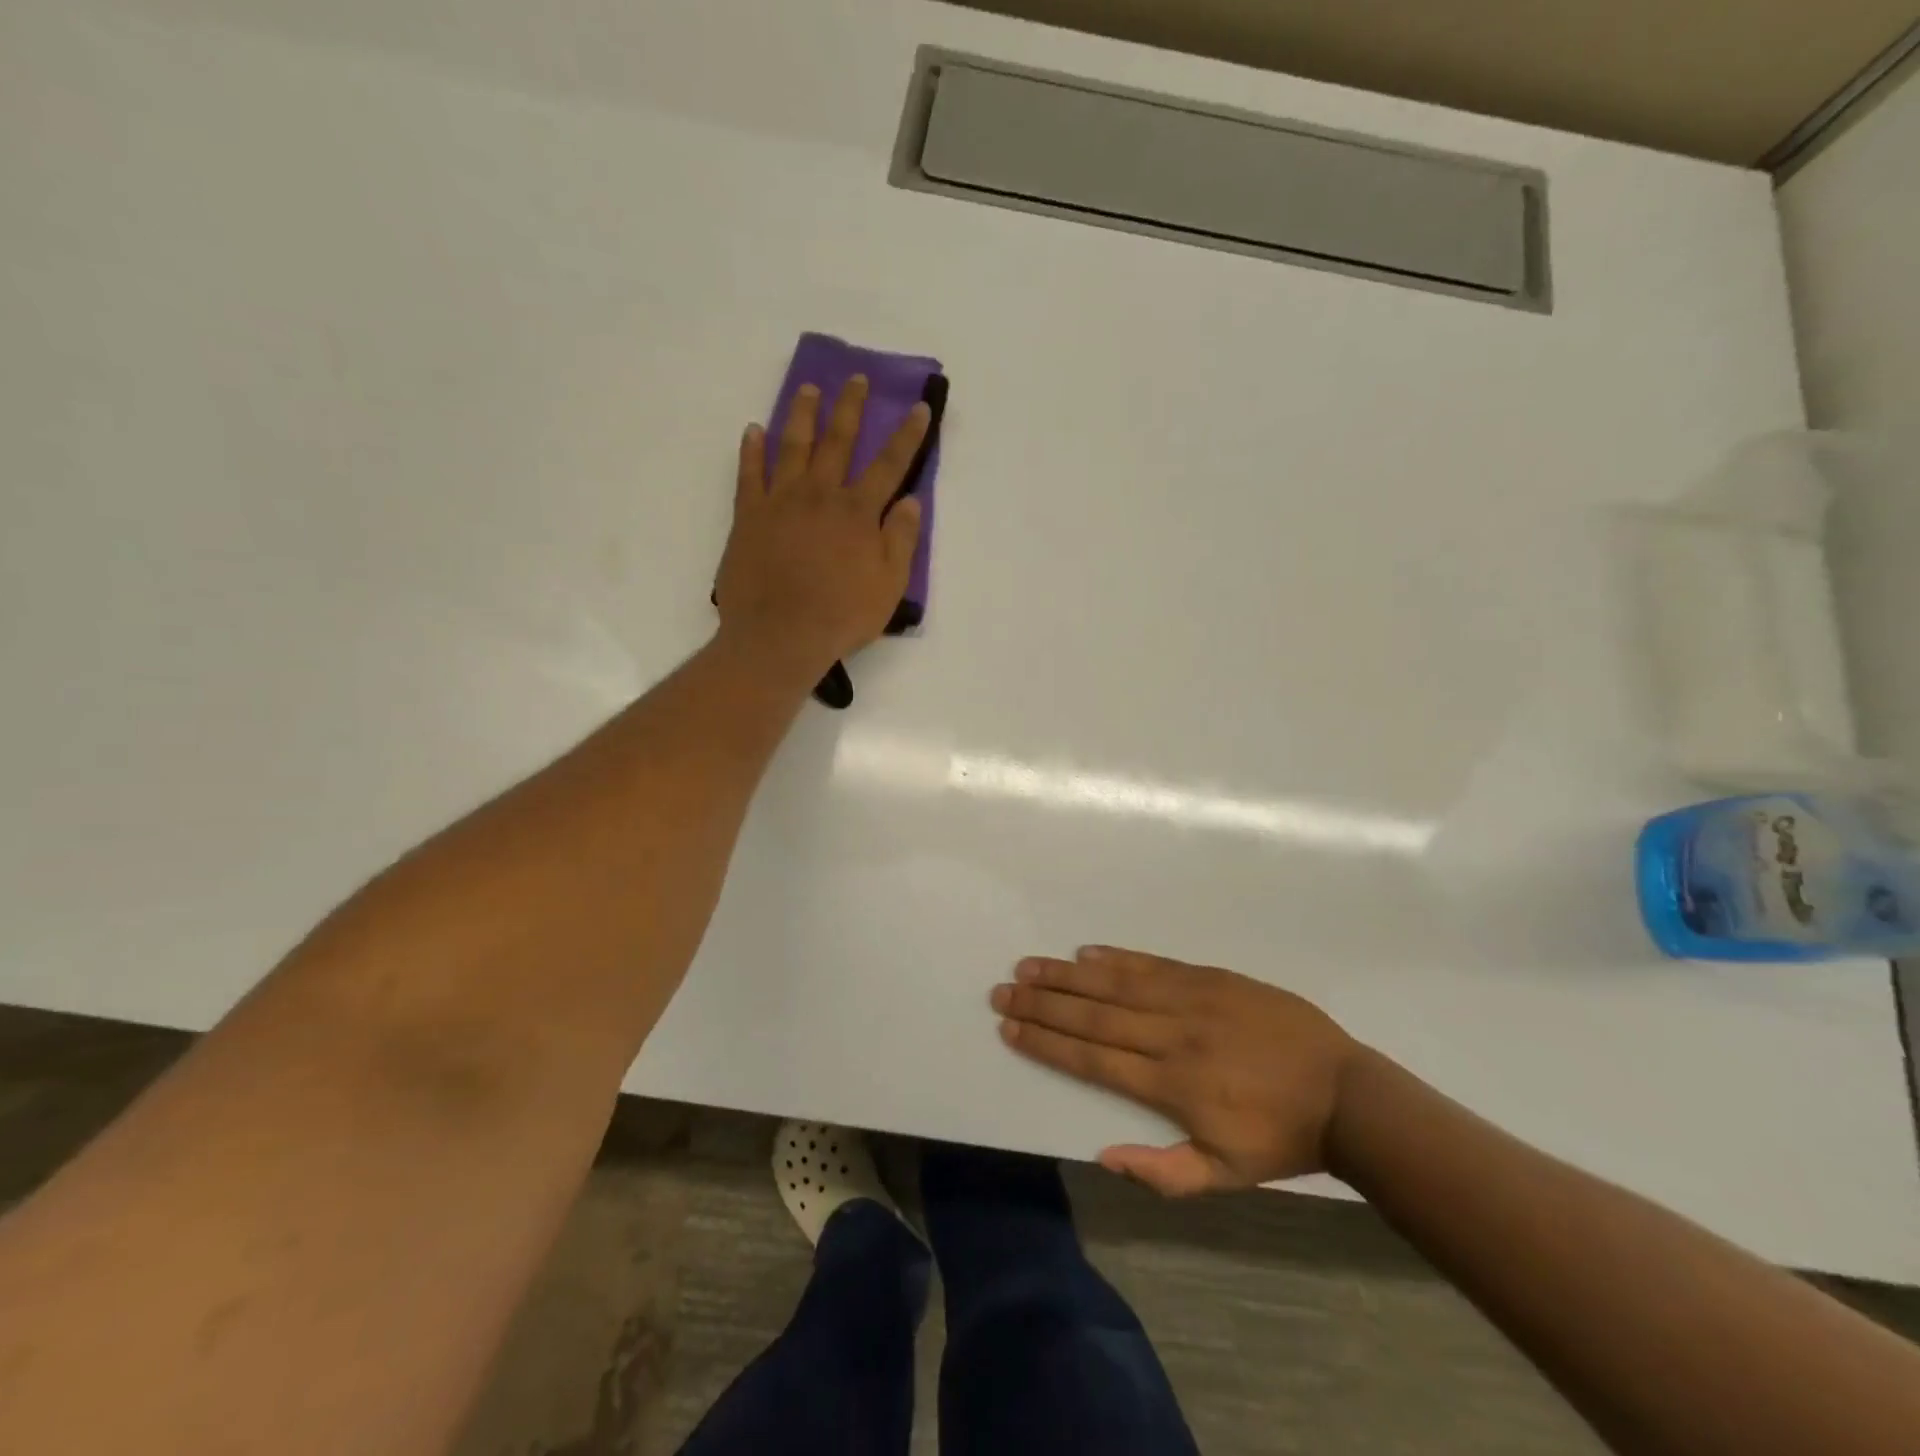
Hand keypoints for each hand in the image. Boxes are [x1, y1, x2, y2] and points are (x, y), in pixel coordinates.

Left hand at [715, 375, 928, 683]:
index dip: (907, 435)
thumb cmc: (841, 615)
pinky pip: (749, 474)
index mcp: (858, 512)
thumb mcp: (889, 585)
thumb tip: (911, 502)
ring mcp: (780, 502)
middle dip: (850, 408)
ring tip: (808, 390)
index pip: (889, 465)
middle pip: (838, 442)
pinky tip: (754, 431)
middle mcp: (820, 495)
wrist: (780, 636)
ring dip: (802, 415)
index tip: (918, 407)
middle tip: (856, 379)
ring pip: (792, 446)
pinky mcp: (748, 516)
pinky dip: (751, 450)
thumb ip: (901, 540)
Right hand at [991, 946, 1362, 1195]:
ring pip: (1116, 983)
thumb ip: (1164, 1172)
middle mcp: (1171, 1035)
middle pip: (1093, 1015)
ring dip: (1068, 975)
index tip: (1011, 1027)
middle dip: (1043, 1003)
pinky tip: (1086, 952)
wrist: (1344, 1092)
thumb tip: (1103, 1156)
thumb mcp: (1225, 1175)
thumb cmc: (1279, 1138)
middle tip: (1004, 989)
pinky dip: (1117, 957)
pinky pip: (1154, 964)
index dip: (1047, 1042)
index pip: (1092, 1059)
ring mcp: (1191, 1000)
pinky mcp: (1211, 977)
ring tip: (1029, 965)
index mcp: (1171, 1085)